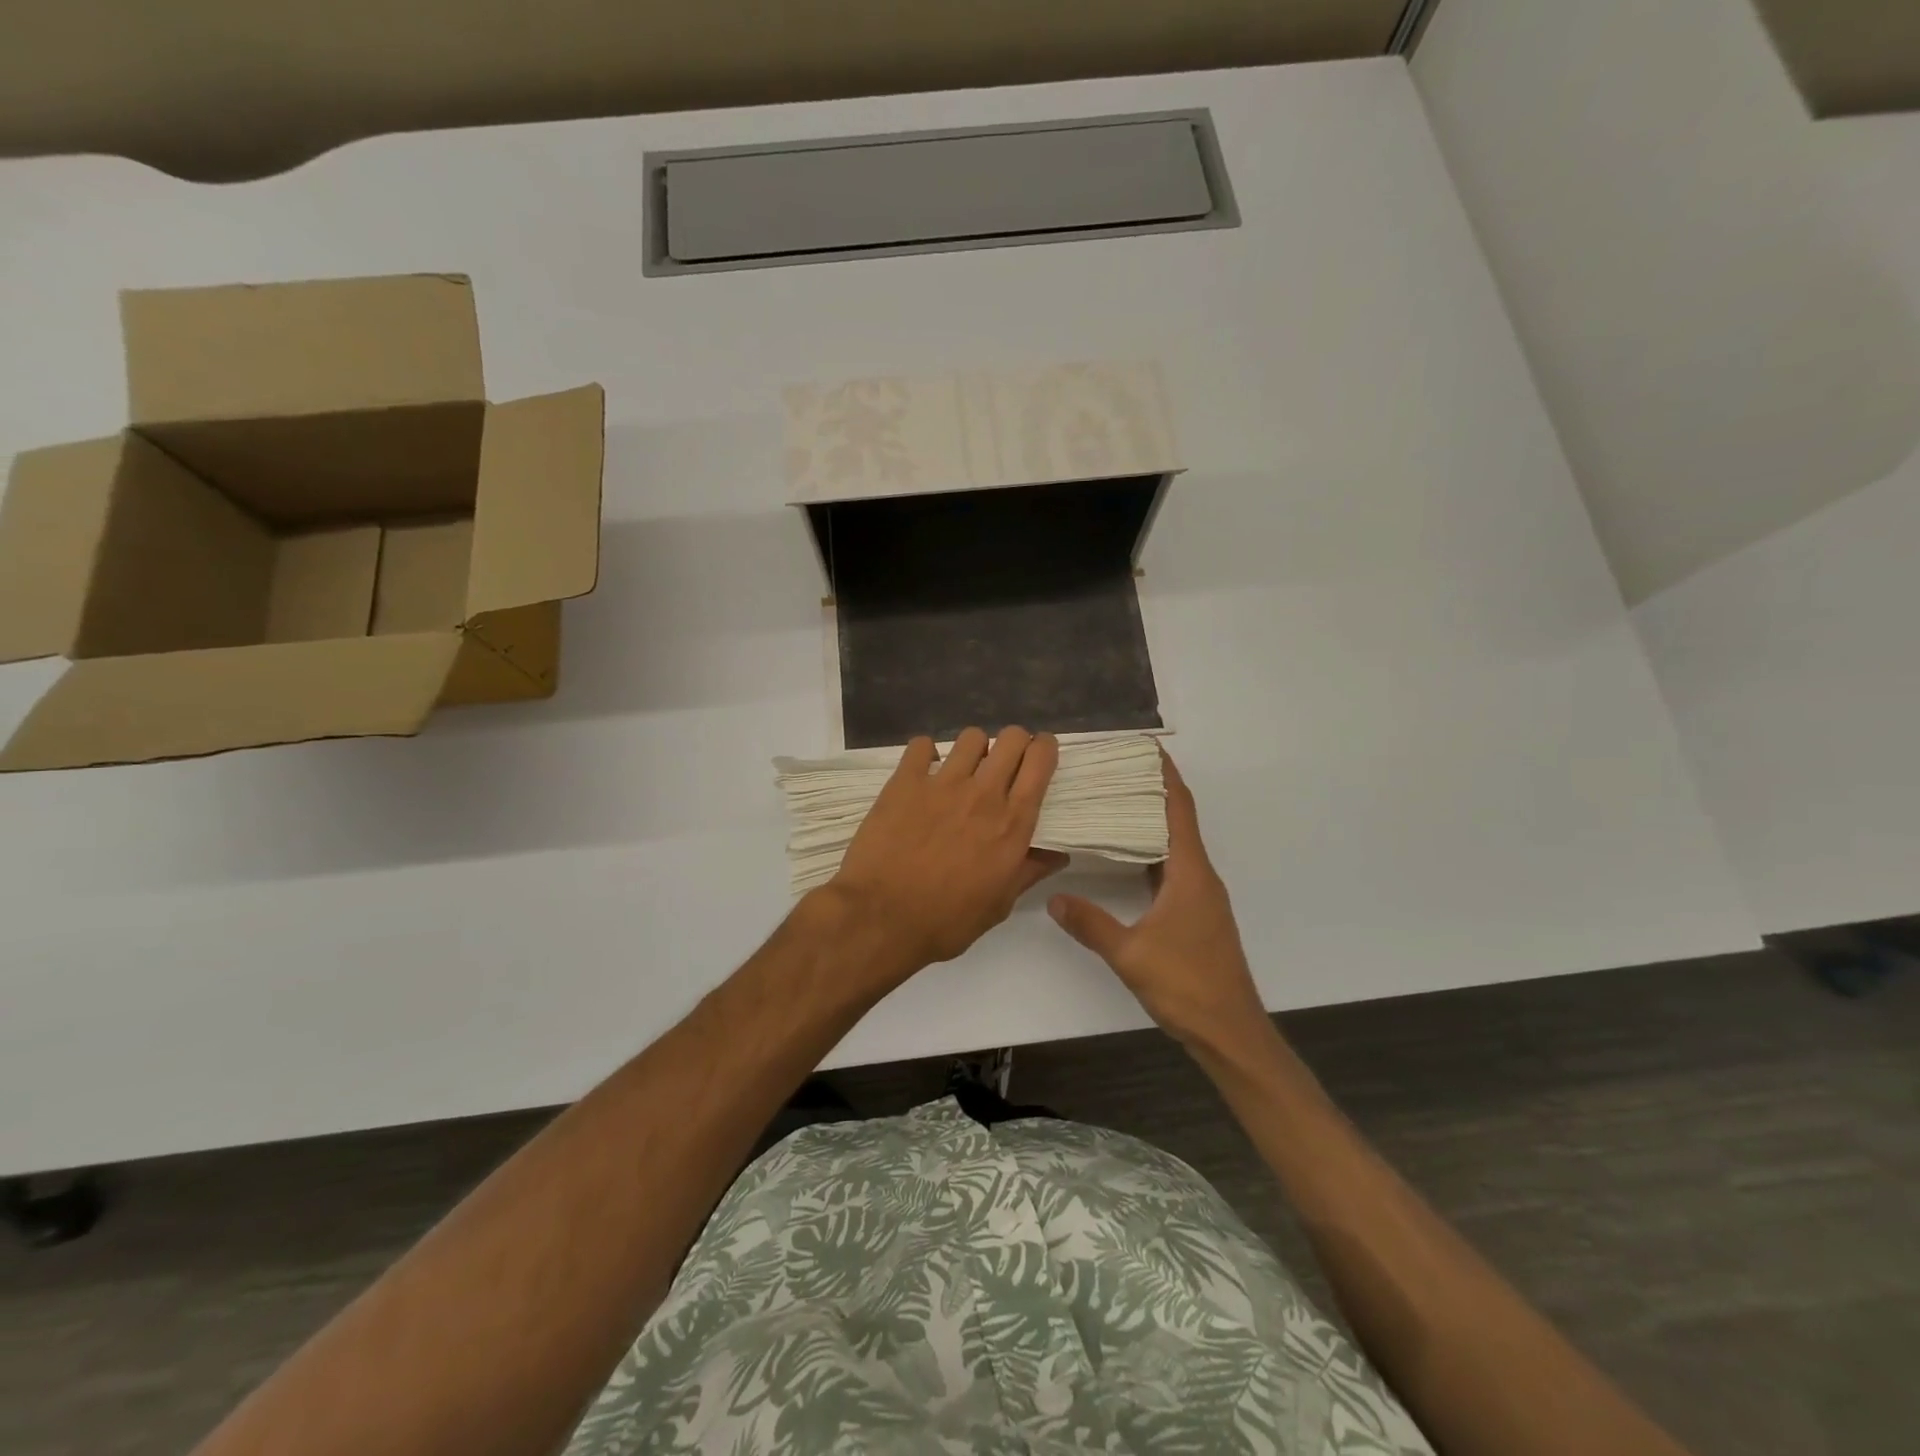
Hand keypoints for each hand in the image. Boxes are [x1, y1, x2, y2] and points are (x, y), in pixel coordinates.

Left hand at [825, 727, 1066, 982]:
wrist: (881, 918)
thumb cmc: (946, 921)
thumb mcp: (999, 905)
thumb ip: (1029, 871)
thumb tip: (1058, 854)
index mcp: (1012, 823)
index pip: (1040, 761)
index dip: (1045, 749)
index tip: (1040, 755)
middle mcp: (983, 793)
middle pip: (1011, 738)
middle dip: (1014, 743)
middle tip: (1005, 763)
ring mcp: (942, 783)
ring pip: (971, 737)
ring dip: (974, 749)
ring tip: (964, 769)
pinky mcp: (905, 782)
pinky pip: (922, 745)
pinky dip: (926, 754)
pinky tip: (923, 773)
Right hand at [1048, 751, 1267, 1049]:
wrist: (1230, 1031)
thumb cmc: (1187, 986)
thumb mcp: (1131, 954)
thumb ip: (1091, 924)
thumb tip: (1055, 898)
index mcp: (1190, 873)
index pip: (1179, 809)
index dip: (1164, 775)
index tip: (1145, 747)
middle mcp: (1199, 875)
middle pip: (1176, 819)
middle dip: (1150, 790)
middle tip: (1112, 771)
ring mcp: (1200, 895)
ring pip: (1173, 844)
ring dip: (1149, 820)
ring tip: (1112, 802)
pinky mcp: (1195, 913)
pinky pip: (1171, 867)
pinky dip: (1149, 850)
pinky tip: (1123, 854)